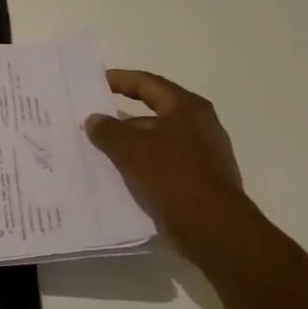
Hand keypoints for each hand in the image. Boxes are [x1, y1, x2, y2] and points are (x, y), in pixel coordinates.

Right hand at [86, 70, 255, 256]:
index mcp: (186, 108)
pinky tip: (123, 175)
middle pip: (154, 111)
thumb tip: (95, 119)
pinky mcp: (201, 179)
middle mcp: (199, 125)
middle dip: (123, 117)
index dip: (120, 80)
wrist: (213, 228)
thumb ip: (109, 130)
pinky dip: (144, 164)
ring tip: (101, 151)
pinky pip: (165, 163)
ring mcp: (203, 154)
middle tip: (94, 120)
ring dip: (132, 144)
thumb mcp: (132, 149)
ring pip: (159, 140)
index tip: (95, 83)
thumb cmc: (172, 176)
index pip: (148, 84)